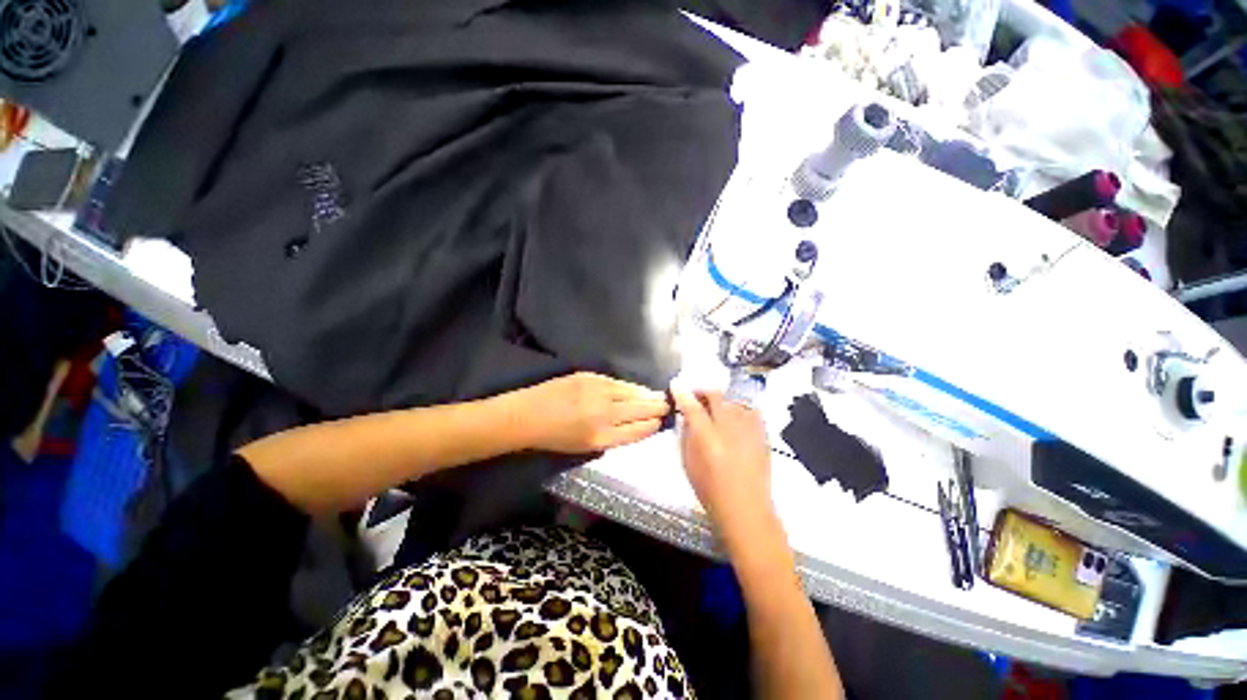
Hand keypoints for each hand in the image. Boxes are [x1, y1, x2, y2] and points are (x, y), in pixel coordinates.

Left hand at [520, 372, 669, 453]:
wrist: (526, 416)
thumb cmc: (554, 438)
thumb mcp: (585, 447)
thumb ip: (612, 437)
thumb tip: (634, 425)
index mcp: (602, 437)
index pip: (637, 430)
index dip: (651, 425)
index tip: (660, 421)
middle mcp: (603, 413)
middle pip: (638, 409)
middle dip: (655, 407)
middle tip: (667, 404)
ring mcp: (597, 392)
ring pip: (630, 392)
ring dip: (646, 394)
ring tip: (658, 395)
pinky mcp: (589, 377)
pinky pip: (616, 382)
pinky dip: (629, 386)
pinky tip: (636, 388)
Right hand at [673, 389, 777, 547]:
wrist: (746, 509)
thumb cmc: (710, 490)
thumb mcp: (688, 463)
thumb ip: (687, 435)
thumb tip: (687, 417)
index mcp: (706, 437)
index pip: (692, 406)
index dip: (682, 393)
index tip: (676, 386)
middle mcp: (729, 428)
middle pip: (716, 395)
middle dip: (703, 391)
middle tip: (696, 397)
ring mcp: (748, 429)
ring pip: (734, 400)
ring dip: (722, 401)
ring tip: (717, 410)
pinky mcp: (762, 435)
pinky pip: (751, 411)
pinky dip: (740, 409)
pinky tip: (736, 419)